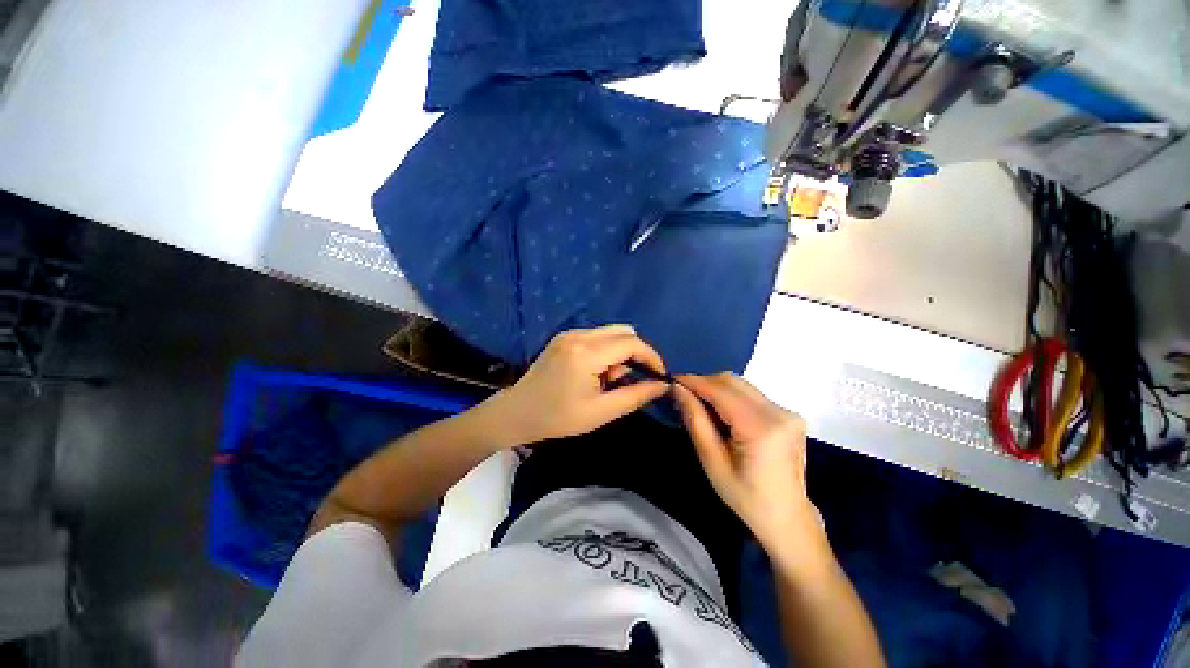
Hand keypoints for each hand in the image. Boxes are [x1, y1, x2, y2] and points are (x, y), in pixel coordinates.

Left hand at [489, 325, 669, 444]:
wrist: (517, 413)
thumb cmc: (558, 418)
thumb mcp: (601, 412)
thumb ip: (636, 396)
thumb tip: (663, 385)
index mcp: (586, 354)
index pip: (631, 343)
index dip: (651, 356)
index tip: (659, 375)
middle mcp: (578, 335)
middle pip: (623, 331)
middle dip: (637, 352)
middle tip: (633, 379)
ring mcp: (569, 333)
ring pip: (611, 332)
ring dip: (621, 352)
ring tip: (611, 379)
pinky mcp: (564, 337)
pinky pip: (596, 336)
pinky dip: (606, 350)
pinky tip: (597, 372)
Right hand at [673, 373, 819, 551]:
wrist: (787, 517)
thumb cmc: (745, 497)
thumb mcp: (712, 462)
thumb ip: (695, 420)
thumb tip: (678, 389)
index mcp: (761, 429)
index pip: (721, 391)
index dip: (694, 381)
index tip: (671, 379)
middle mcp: (779, 413)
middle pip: (732, 381)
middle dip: (704, 382)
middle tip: (683, 393)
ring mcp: (788, 412)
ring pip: (741, 385)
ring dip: (716, 388)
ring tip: (698, 403)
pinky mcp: (789, 414)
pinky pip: (751, 394)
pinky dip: (731, 396)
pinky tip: (720, 412)